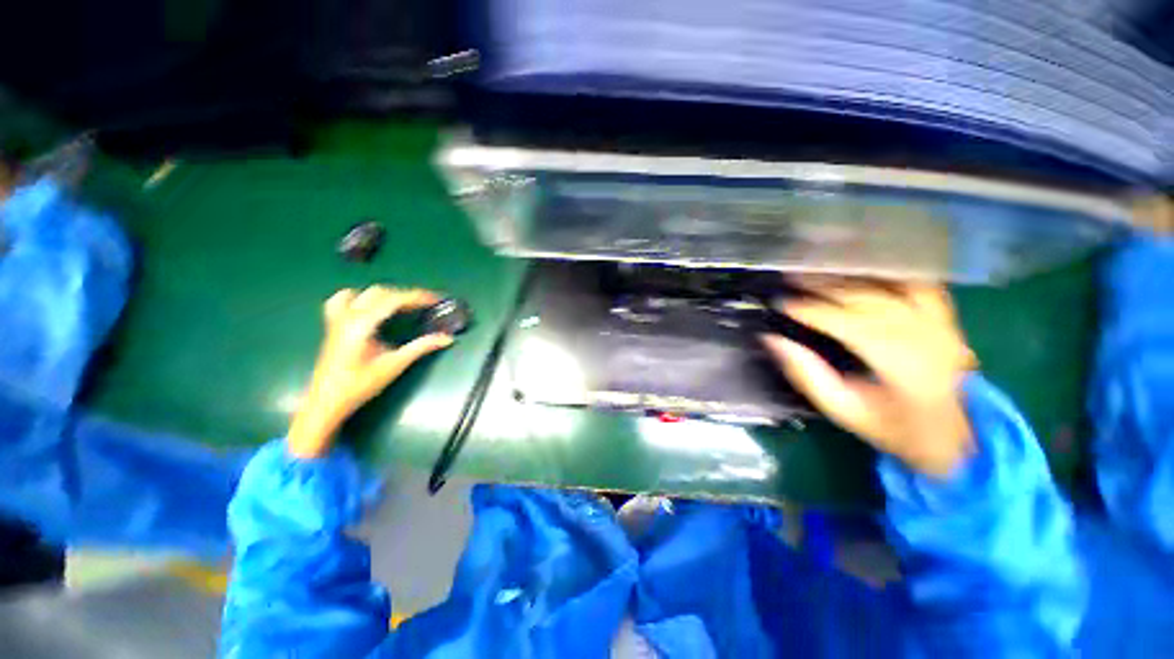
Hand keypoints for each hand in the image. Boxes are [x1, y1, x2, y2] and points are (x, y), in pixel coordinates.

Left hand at [288, 286, 454, 458]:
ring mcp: (337, 320)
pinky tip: (372, 308)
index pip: (393, 300)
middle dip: (405, 295)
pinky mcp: (334, 326)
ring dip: (385, 295)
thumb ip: (421, 347)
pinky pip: (343, 301)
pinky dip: (361, 298)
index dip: (417, 296)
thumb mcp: (395, 365)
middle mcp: (348, 316)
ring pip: (362, 293)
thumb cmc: (360, 385)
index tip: (435, 298)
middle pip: (380, 293)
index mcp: (362, 324)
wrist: (326, 402)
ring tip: (402, 304)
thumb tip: (447, 338)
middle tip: (425, 305)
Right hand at [761, 277, 977, 476]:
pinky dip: (888, 272)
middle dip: (823, 285)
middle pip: (868, 297)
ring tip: (819, 268)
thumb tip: (772, 339)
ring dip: (852, 274)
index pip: (847, 323)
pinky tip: (863, 269)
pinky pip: (919, 283)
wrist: (959, 439)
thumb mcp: (842, 409)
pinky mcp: (949, 318)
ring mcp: (942, 323)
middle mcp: (926, 336)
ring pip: (892, 283)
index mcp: (901, 365)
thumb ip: (806, 374)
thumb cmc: (894, 428)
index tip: (780, 302)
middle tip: (789, 278)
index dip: (810, 309)